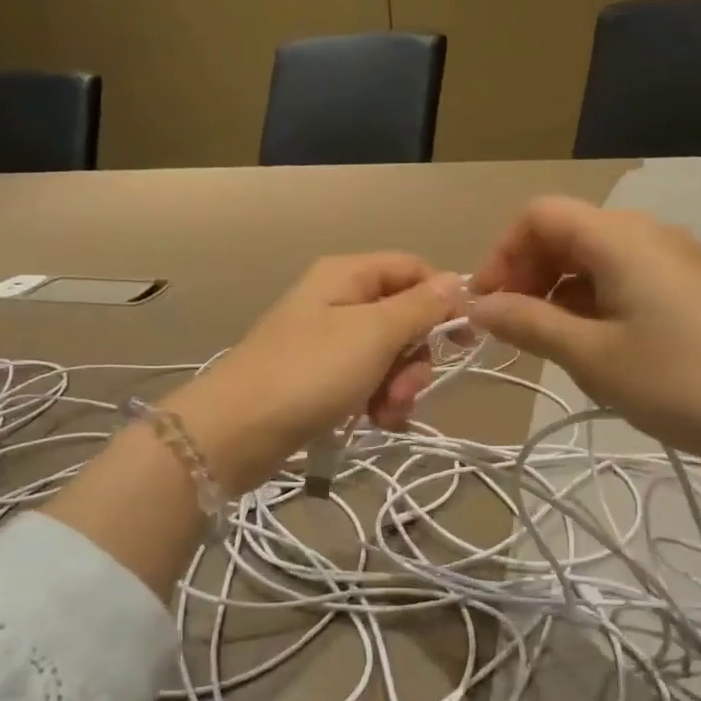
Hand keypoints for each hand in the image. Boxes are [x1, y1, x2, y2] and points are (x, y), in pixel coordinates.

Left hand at [165, 254, 464, 492]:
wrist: (236, 431)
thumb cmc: (310, 372)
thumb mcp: (374, 334)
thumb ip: (420, 307)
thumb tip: (456, 281)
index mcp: (347, 275)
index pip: (413, 269)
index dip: (443, 299)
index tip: (465, 339)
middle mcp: (337, 299)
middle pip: (403, 317)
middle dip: (416, 357)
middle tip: (407, 389)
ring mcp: (326, 340)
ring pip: (387, 354)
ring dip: (398, 386)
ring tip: (385, 414)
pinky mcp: (319, 377)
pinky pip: (365, 380)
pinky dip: (377, 401)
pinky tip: (374, 423)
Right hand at [470, 197, 700, 482]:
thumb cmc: (682, 382)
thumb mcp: (593, 357)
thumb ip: (528, 324)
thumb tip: (478, 306)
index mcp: (620, 236)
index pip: (539, 215)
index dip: (502, 253)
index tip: (487, 305)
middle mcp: (646, 233)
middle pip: (565, 231)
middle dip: (527, 272)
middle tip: (510, 328)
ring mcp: (673, 259)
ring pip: (593, 256)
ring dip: (557, 289)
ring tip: (547, 343)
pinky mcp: (690, 286)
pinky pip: (623, 276)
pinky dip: (591, 300)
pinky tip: (591, 345)